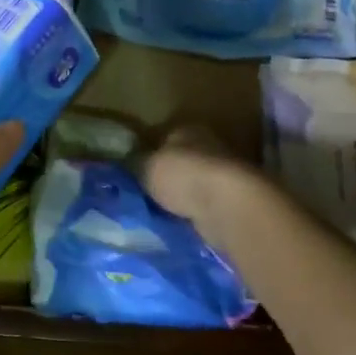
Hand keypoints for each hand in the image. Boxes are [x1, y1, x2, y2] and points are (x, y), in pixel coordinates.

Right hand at [138, 126, 277, 256]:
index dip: (150, 153)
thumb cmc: (183, 176)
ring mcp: (224, 175)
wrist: (227, 207)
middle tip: (146, 195)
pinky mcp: (233, 202)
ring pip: (195, 185)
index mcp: (187, 130)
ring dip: (183, 197)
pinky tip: (181, 224)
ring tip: (161, 213)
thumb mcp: (145, 166)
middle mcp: (208, 146)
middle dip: (168, 176)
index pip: (164, 137)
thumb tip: (123, 164)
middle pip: (182, 161)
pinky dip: (196, 214)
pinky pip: (206, 207)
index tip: (136, 171)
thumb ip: (134, 164)